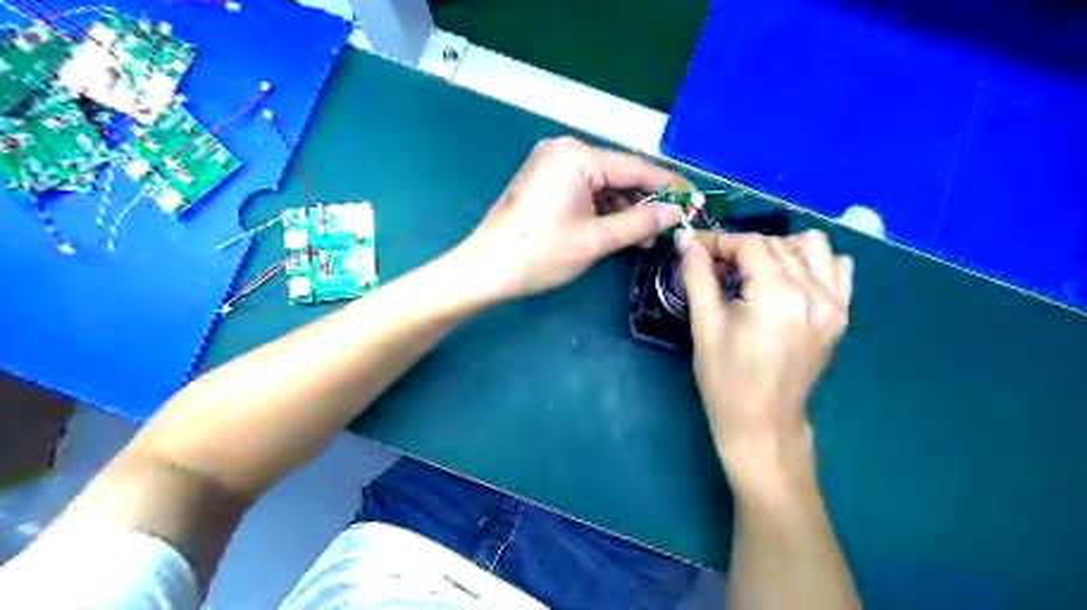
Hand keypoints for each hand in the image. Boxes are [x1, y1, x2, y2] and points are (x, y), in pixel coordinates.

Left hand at [455, 136, 681, 300]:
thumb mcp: (596, 239)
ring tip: (645, 240)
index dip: (665, 187)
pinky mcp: (544, 182)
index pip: (634, 167)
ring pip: (601, 186)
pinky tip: (618, 232)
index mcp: (577, 155)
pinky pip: (583, 192)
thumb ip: (639, 223)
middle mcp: (564, 151)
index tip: (692, 200)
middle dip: (642, 204)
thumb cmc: (542, 253)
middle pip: (617, 175)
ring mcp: (551, 165)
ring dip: (623, 211)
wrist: (487, 269)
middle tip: (668, 229)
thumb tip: (676, 213)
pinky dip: (601, 211)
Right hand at [677, 226, 853, 497]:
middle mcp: (814, 294)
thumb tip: (684, 238)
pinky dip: (811, 263)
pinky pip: (837, 268)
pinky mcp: (841, 315)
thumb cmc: (725, 380)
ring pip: (812, 246)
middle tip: (716, 267)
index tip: (696, 249)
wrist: (763, 424)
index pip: (751, 245)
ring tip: (754, 272)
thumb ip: (697, 275)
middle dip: (742, 247)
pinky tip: (787, 281)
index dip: (719, 241)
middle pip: (777, 243)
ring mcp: (835, 304)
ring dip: (778, 249)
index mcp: (778, 298)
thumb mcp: (704, 326)